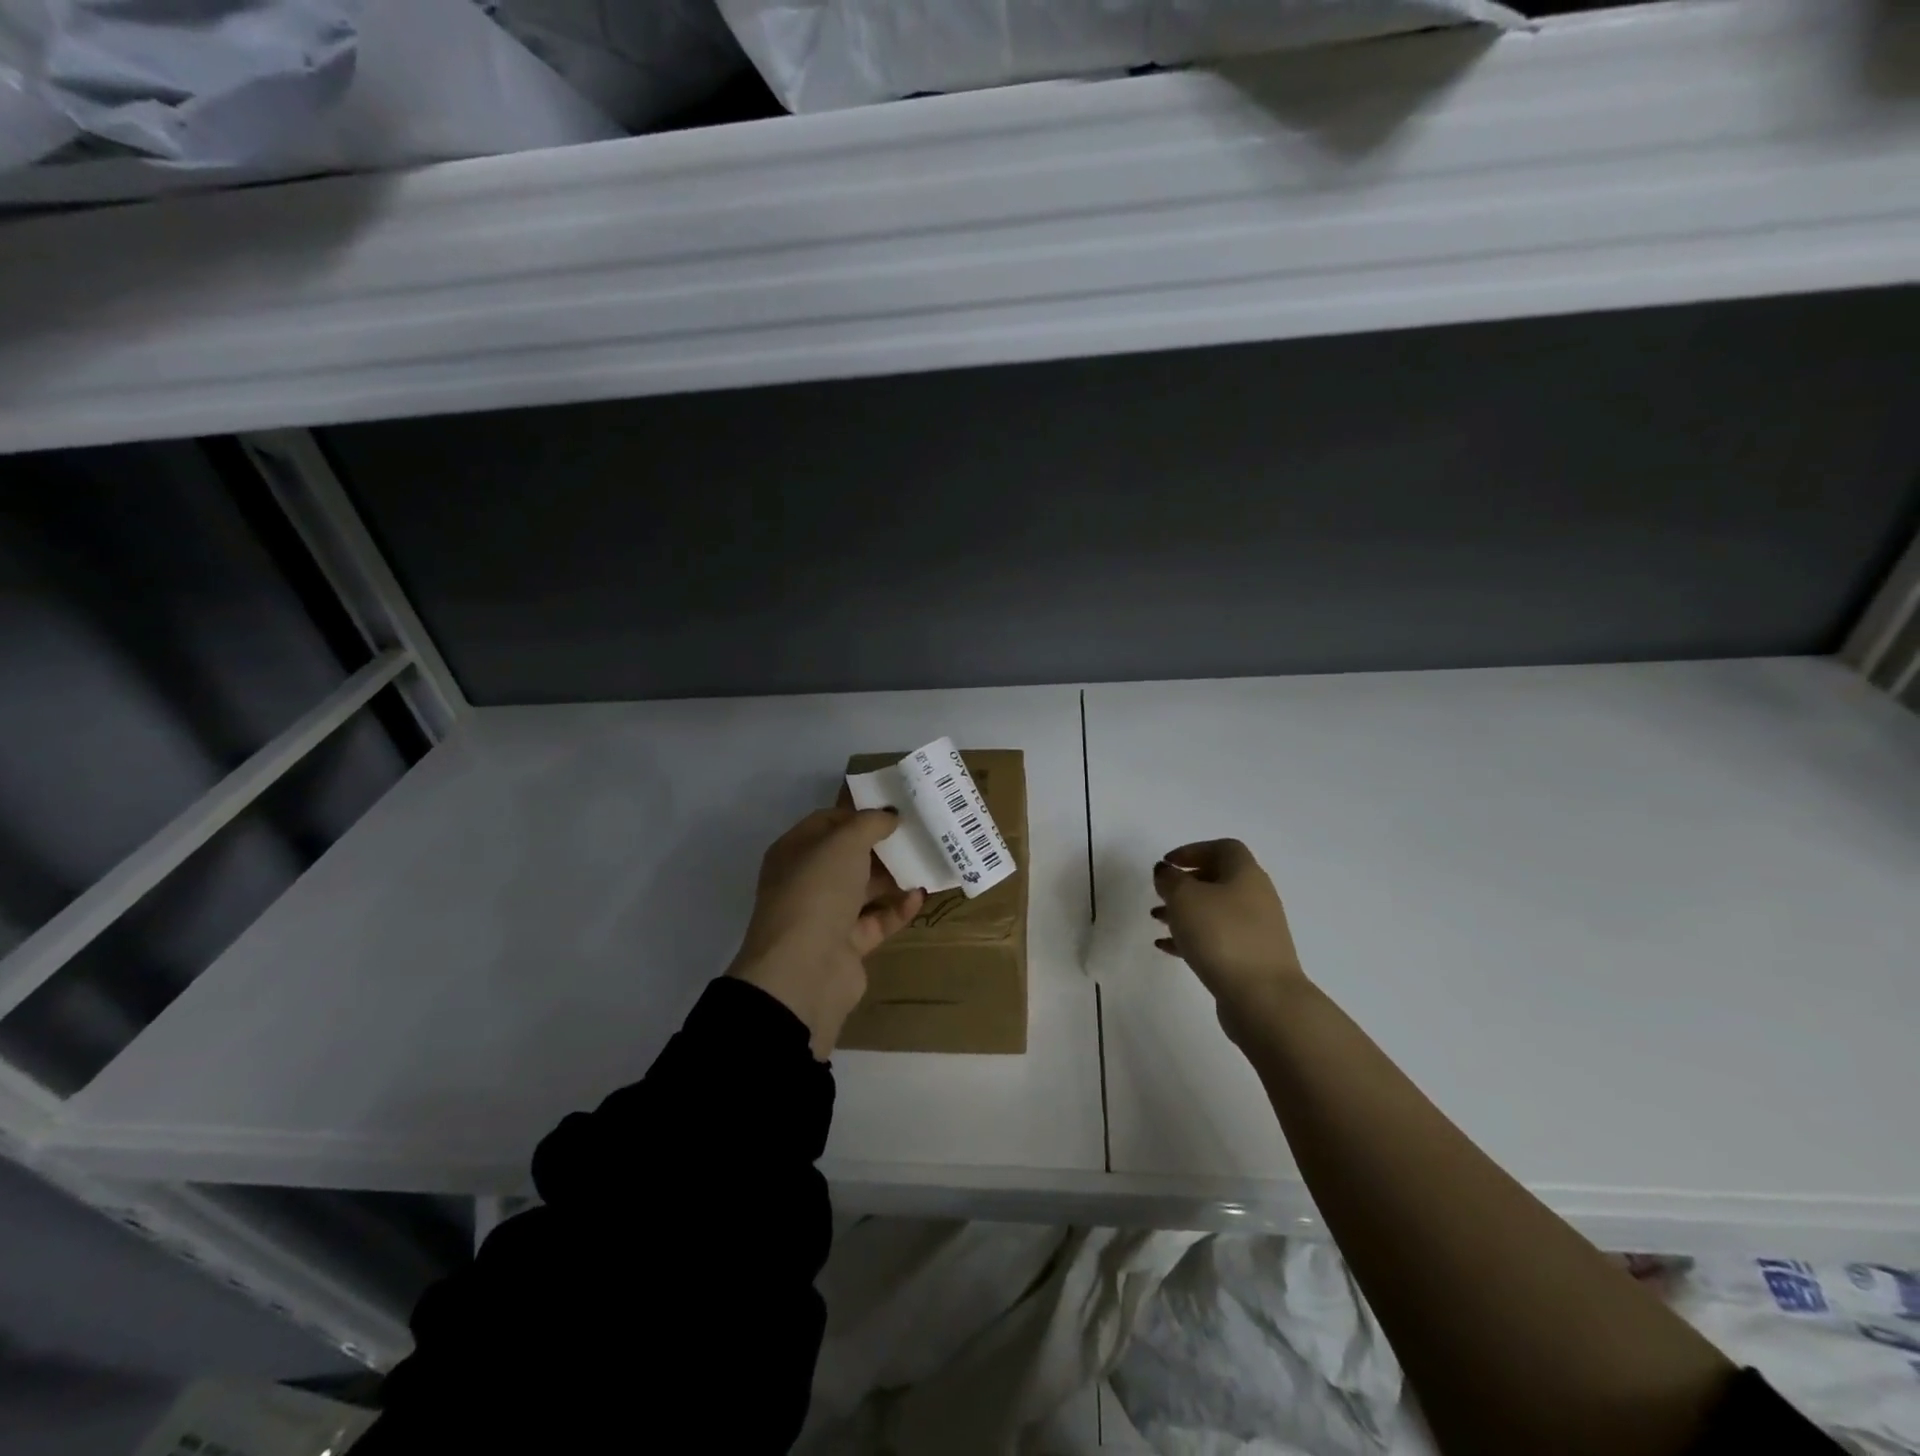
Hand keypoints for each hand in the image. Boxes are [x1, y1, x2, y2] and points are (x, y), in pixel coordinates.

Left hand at [727, 808, 925, 1059]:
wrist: (805, 970)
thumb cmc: (817, 891)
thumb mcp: (844, 842)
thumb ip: (869, 823)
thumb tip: (889, 815)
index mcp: (795, 851)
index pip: (827, 822)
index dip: (859, 812)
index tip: (894, 806)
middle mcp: (807, 881)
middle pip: (848, 856)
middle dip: (881, 845)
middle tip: (918, 832)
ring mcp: (826, 916)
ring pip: (864, 889)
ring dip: (893, 877)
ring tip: (927, 861)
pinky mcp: (847, 945)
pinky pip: (877, 920)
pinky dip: (898, 909)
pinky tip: (920, 896)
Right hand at [1152, 839, 1308, 1042]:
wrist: (1264, 998)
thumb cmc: (1222, 936)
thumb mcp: (1185, 898)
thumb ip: (1170, 880)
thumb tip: (1167, 873)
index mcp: (1245, 874)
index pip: (1223, 848)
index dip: (1193, 850)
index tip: (1167, 864)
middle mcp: (1256, 897)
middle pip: (1219, 879)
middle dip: (1186, 883)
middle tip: (1161, 892)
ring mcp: (1257, 931)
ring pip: (1216, 911)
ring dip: (1186, 912)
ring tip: (1157, 920)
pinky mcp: (1251, 960)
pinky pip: (1218, 939)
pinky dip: (1192, 938)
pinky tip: (1167, 947)